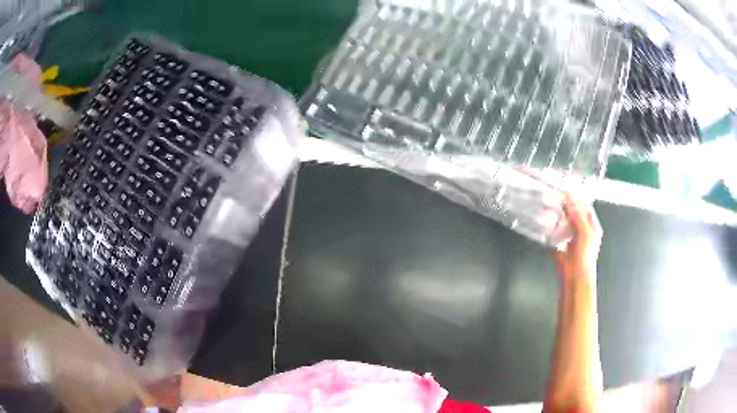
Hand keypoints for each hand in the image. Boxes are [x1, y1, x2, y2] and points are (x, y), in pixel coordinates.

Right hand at [554, 193, 601, 283]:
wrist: (576, 277)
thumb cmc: (584, 255)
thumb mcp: (585, 233)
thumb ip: (578, 217)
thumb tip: (569, 201)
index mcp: (592, 227)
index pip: (585, 208)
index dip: (577, 199)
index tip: (565, 192)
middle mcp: (584, 231)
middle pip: (576, 214)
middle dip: (567, 206)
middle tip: (556, 198)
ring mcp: (574, 239)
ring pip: (567, 222)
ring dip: (559, 215)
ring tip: (550, 208)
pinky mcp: (565, 246)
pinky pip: (559, 233)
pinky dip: (554, 228)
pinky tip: (548, 224)